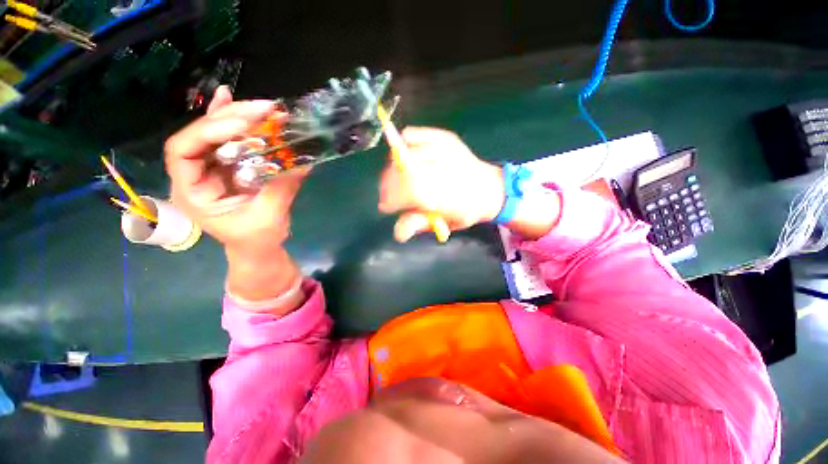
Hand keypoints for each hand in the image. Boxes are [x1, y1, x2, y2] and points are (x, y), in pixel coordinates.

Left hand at [165, 86, 309, 253]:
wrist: (258, 247)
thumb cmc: (258, 239)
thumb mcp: (270, 217)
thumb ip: (282, 189)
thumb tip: (303, 163)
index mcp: (192, 193)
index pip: (183, 153)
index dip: (208, 133)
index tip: (243, 126)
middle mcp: (195, 175)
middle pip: (200, 137)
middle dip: (230, 118)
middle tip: (262, 108)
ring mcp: (211, 169)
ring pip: (214, 134)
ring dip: (236, 116)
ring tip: (259, 105)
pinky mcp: (228, 167)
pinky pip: (227, 140)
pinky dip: (231, 120)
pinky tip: (231, 99)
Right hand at [378, 127, 504, 241]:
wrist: (490, 188)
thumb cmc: (466, 210)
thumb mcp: (445, 223)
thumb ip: (420, 224)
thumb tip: (398, 233)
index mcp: (448, 193)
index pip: (410, 190)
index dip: (392, 198)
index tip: (386, 207)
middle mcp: (445, 167)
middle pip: (403, 170)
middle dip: (388, 185)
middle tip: (387, 196)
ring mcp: (445, 147)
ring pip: (403, 152)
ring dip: (392, 168)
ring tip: (395, 180)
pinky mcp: (443, 136)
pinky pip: (411, 134)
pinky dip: (401, 145)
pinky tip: (405, 159)